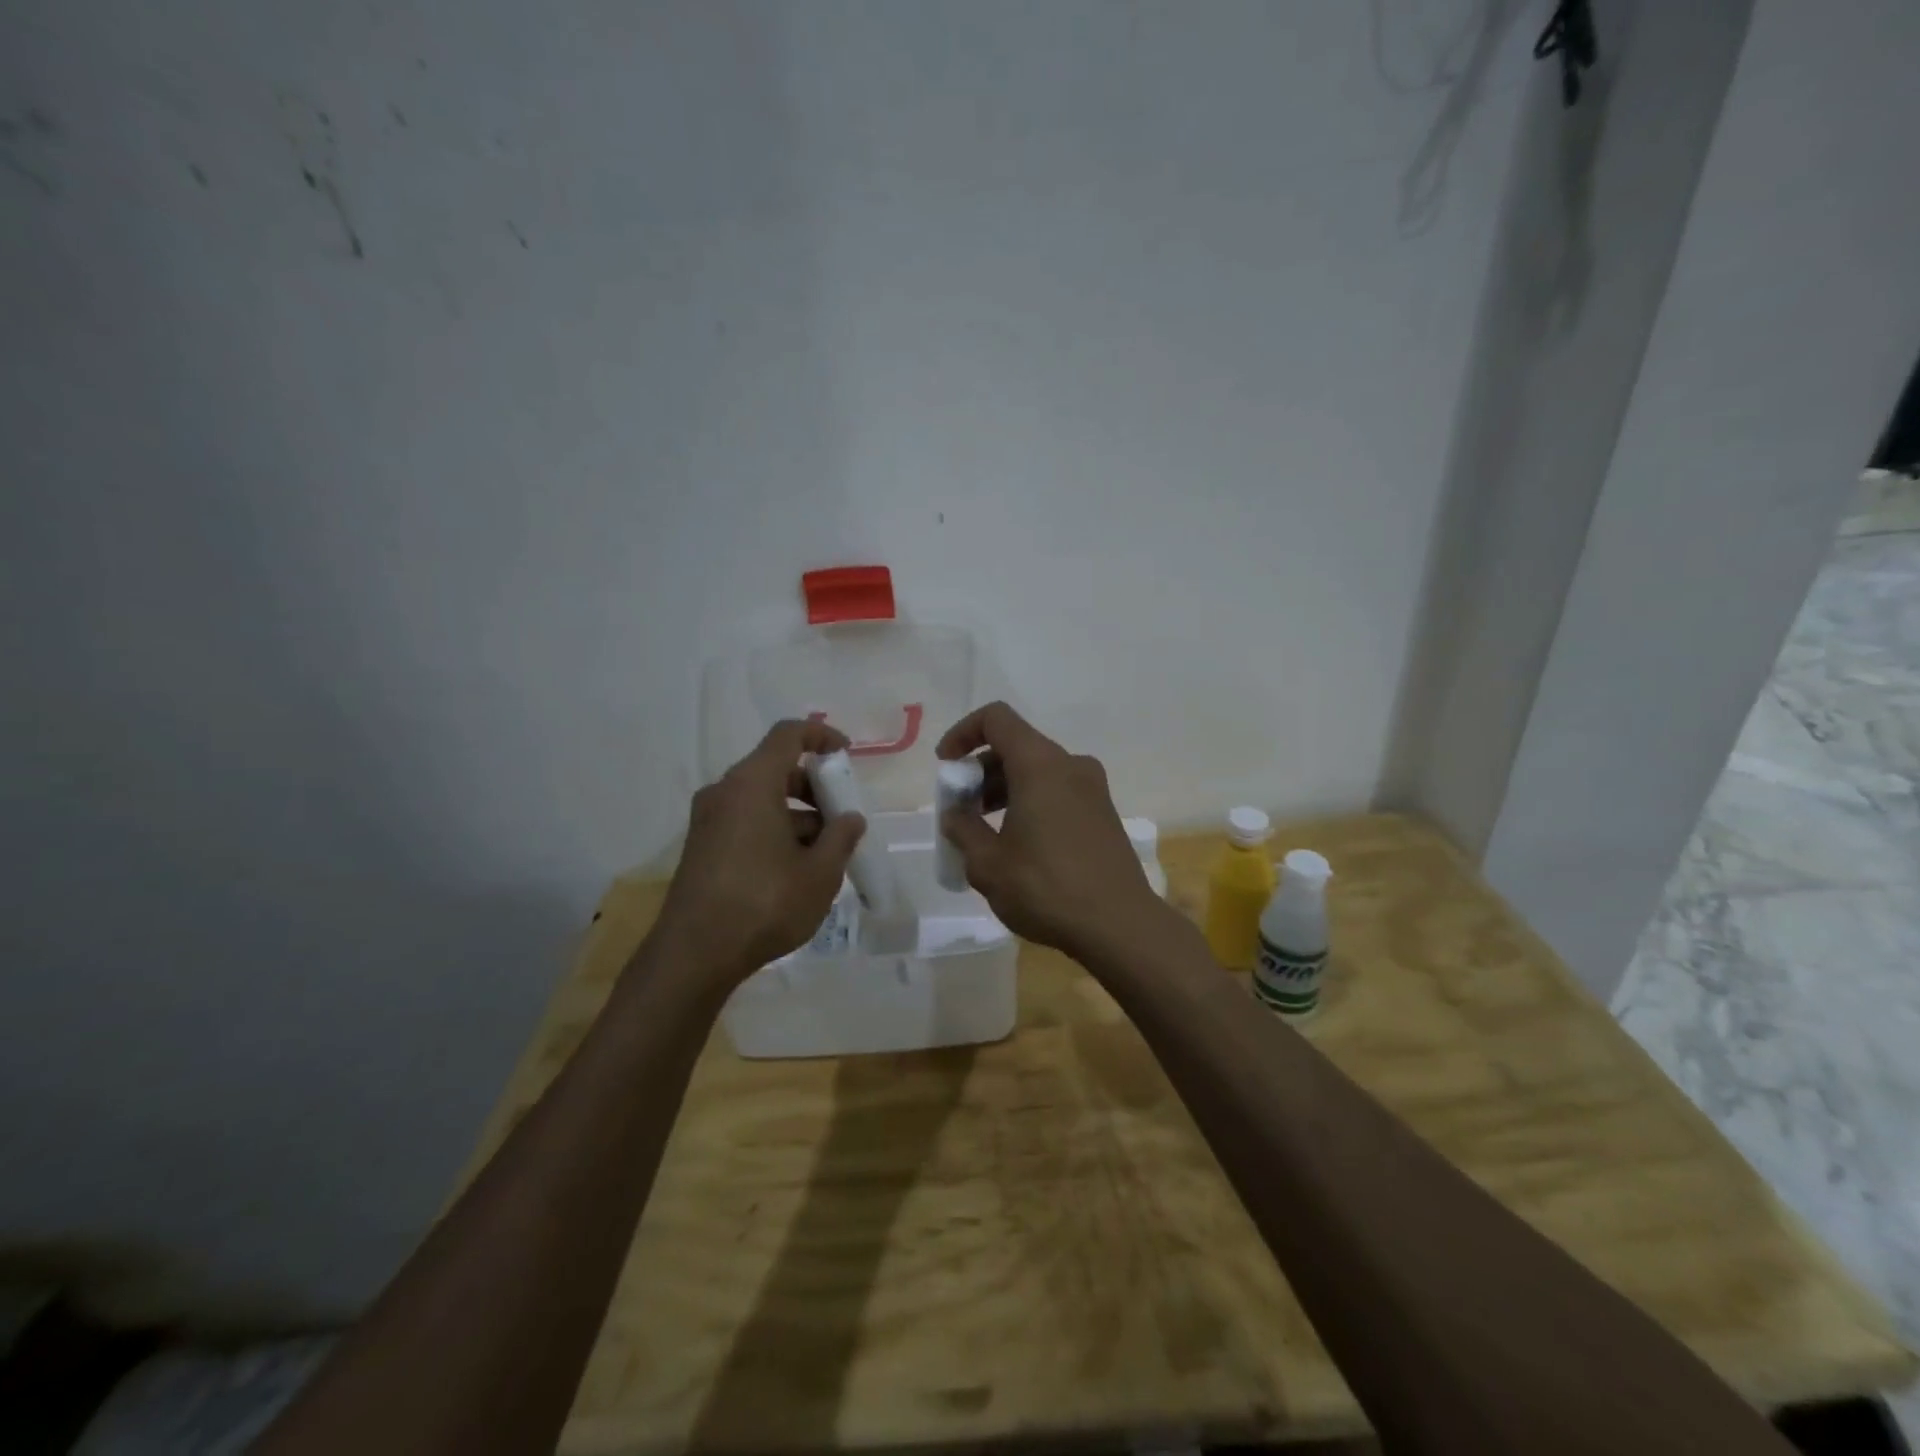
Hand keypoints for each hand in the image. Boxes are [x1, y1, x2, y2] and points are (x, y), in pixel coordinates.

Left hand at [652, 720, 866, 982]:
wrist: (694, 955)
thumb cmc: (764, 904)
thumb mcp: (820, 873)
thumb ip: (841, 837)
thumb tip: (850, 818)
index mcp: (752, 784)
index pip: (788, 734)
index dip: (821, 736)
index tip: (847, 756)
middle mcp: (725, 792)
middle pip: (776, 769)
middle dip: (814, 788)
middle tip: (841, 819)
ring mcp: (708, 820)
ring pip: (761, 799)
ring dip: (797, 815)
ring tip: (825, 854)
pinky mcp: (701, 847)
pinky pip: (745, 821)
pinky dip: (774, 830)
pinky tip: (795, 870)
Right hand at [936, 702, 1165, 961]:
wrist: (1120, 925)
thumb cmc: (1046, 888)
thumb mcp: (987, 863)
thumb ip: (962, 829)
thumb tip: (955, 813)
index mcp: (1040, 764)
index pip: (996, 718)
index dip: (963, 733)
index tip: (946, 767)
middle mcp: (1070, 765)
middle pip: (1016, 746)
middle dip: (980, 772)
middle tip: (960, 811)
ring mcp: (1093, 789)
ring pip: (1037, 771)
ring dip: (1004, 791)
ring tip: (983, 833)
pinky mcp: (1103, 813)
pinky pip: (1057, 792)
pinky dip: (1029, 803)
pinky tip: (1017, 844)